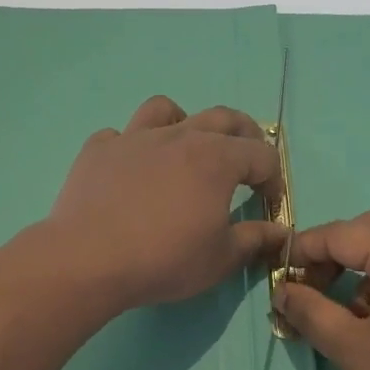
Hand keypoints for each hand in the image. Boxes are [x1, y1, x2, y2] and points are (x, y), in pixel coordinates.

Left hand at [45, 95, 286, 313]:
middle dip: (244, 134)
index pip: (262, 155)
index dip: (274, 178)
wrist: (88, 260)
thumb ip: (255, 239)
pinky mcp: (98, 149)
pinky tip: (131, 170)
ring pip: (165, 109)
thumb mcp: (220, 258)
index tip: (269, 203)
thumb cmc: (164, 259)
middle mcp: (179, 136)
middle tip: (247, 160)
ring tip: (184, 146)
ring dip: (184, 122)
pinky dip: (132, 147)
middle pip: (222, 117)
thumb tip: (280, 232)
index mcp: (217, 158)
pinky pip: (119, 135)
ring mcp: (134, 137)